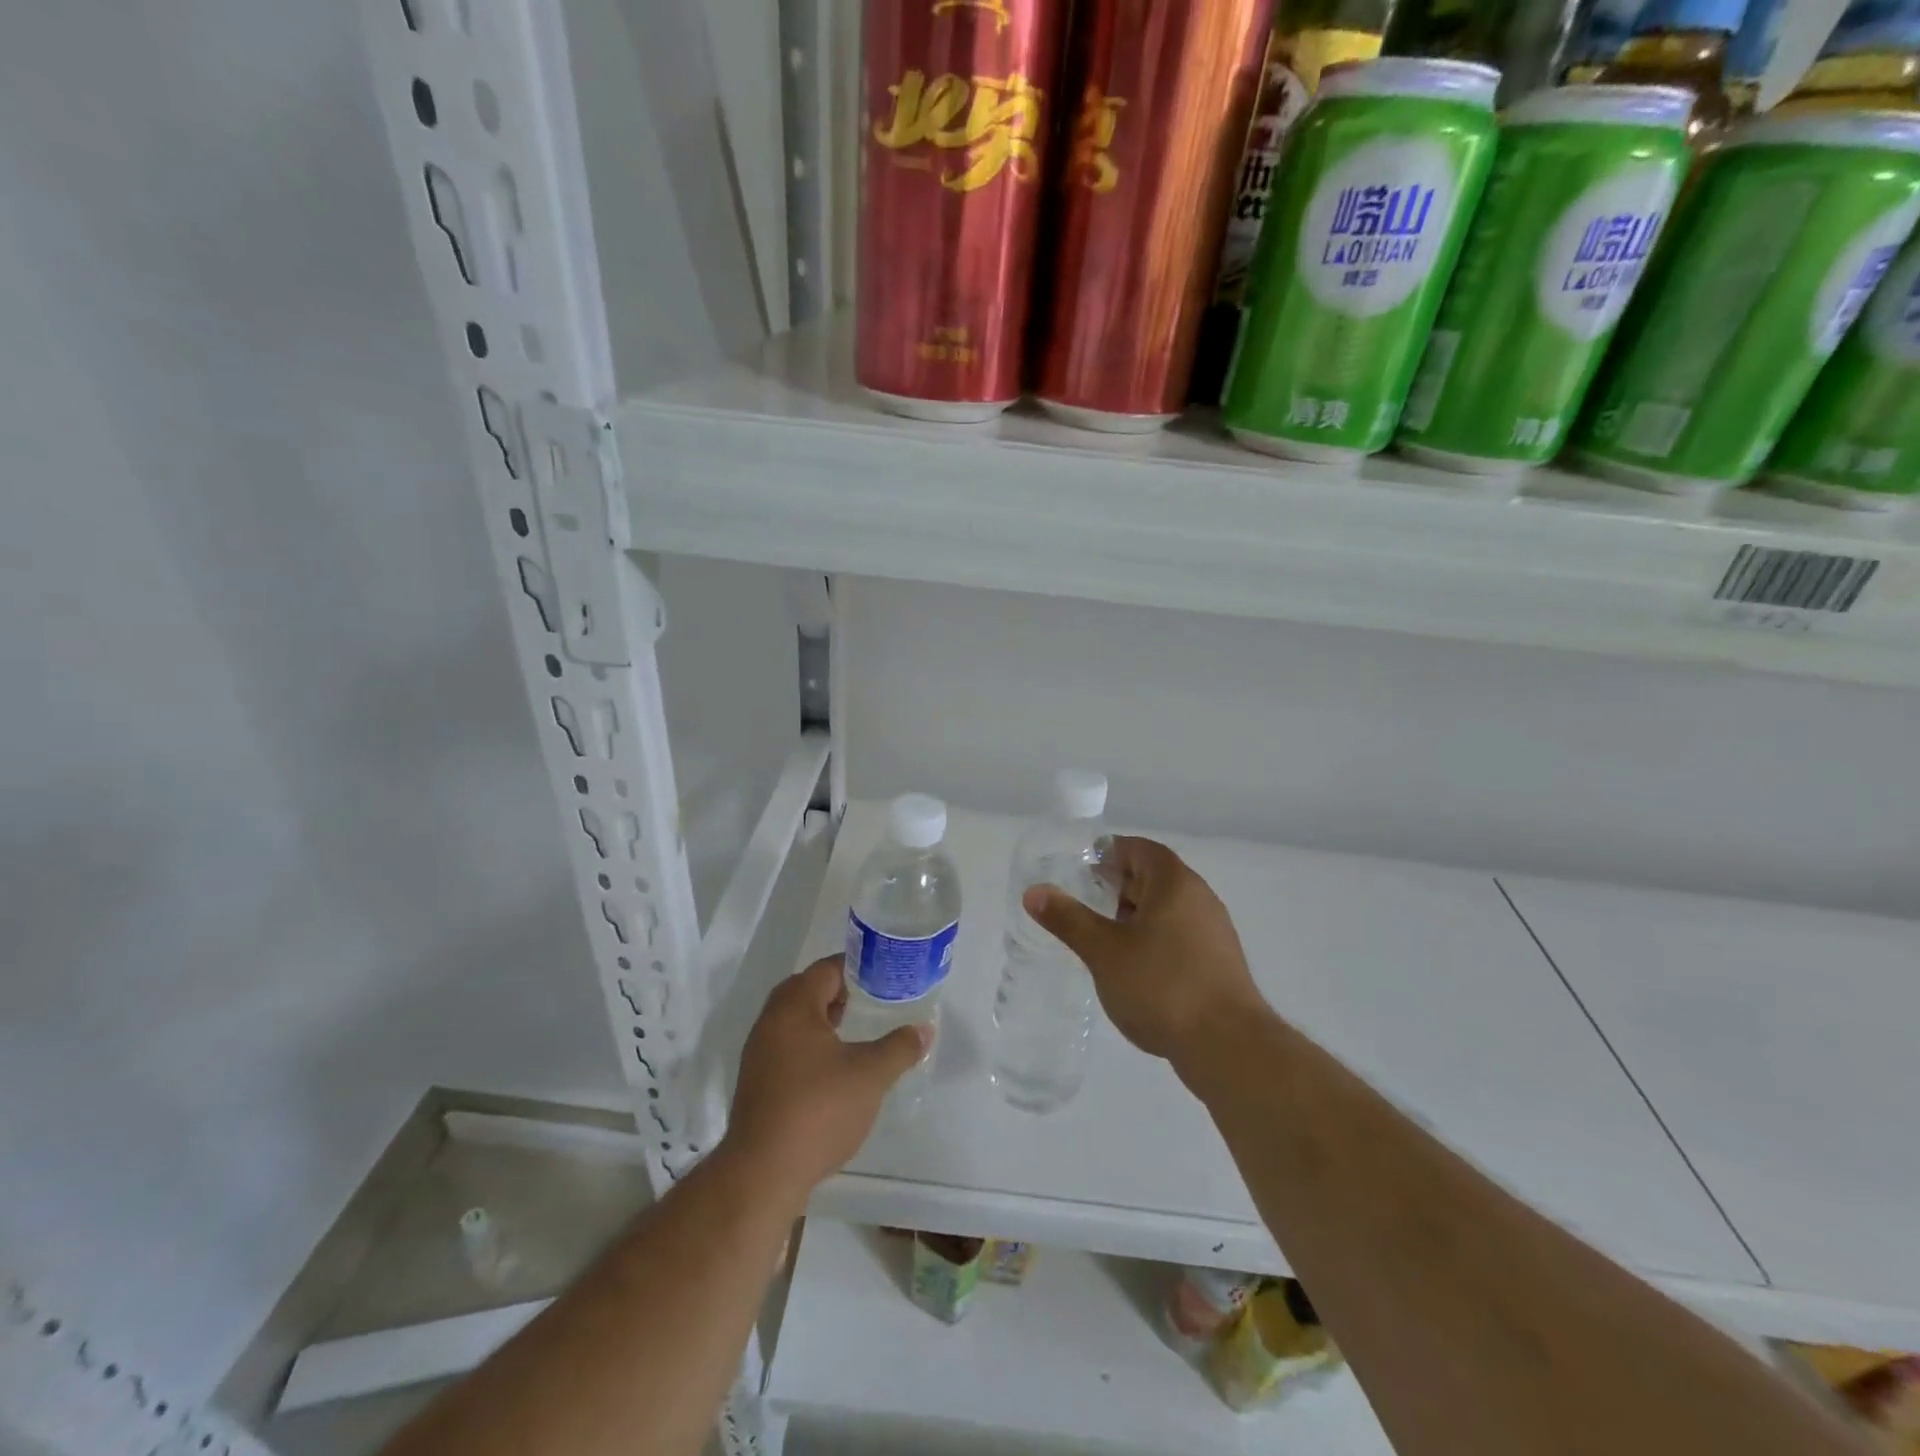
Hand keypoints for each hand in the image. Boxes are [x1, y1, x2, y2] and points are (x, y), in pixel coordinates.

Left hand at [724, 955, 930, 1199]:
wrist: (763, 1173)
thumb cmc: (818, 1110)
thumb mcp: (870, 1076)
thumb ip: (899, 1047)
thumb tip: (923, 1029)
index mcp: (794, 1007)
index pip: (826, 969)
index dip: (857, 968)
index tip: (884, 975)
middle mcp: (770, 1022)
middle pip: (806, 990)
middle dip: (839, 992)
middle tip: (872, 999)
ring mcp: (759, 1053)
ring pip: (795, 1020)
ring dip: (824, 1018)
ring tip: (857, 1029)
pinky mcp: (757, 1082)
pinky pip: (787, 1045)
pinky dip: (811, 1044)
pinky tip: (835, 1066)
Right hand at [1025, 836, 1266, 1072]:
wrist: (1228, 1046)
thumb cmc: (1161, 985)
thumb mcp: (1103, 951)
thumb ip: (1068, 918)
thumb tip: (1034, 891)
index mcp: (1174, 883)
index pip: (1140, 850)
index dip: (1110, 853)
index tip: (1081, 867)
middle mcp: (1199, 898)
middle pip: (1155, 877)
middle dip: (1118, 885)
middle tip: (1084, 900)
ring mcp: (1214, 932)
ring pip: (1167, 909)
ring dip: (1135, 915)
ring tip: (1103, 936)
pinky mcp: (1219, 963)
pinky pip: (1179, 935)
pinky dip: (1153, 939)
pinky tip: (1133, 967)